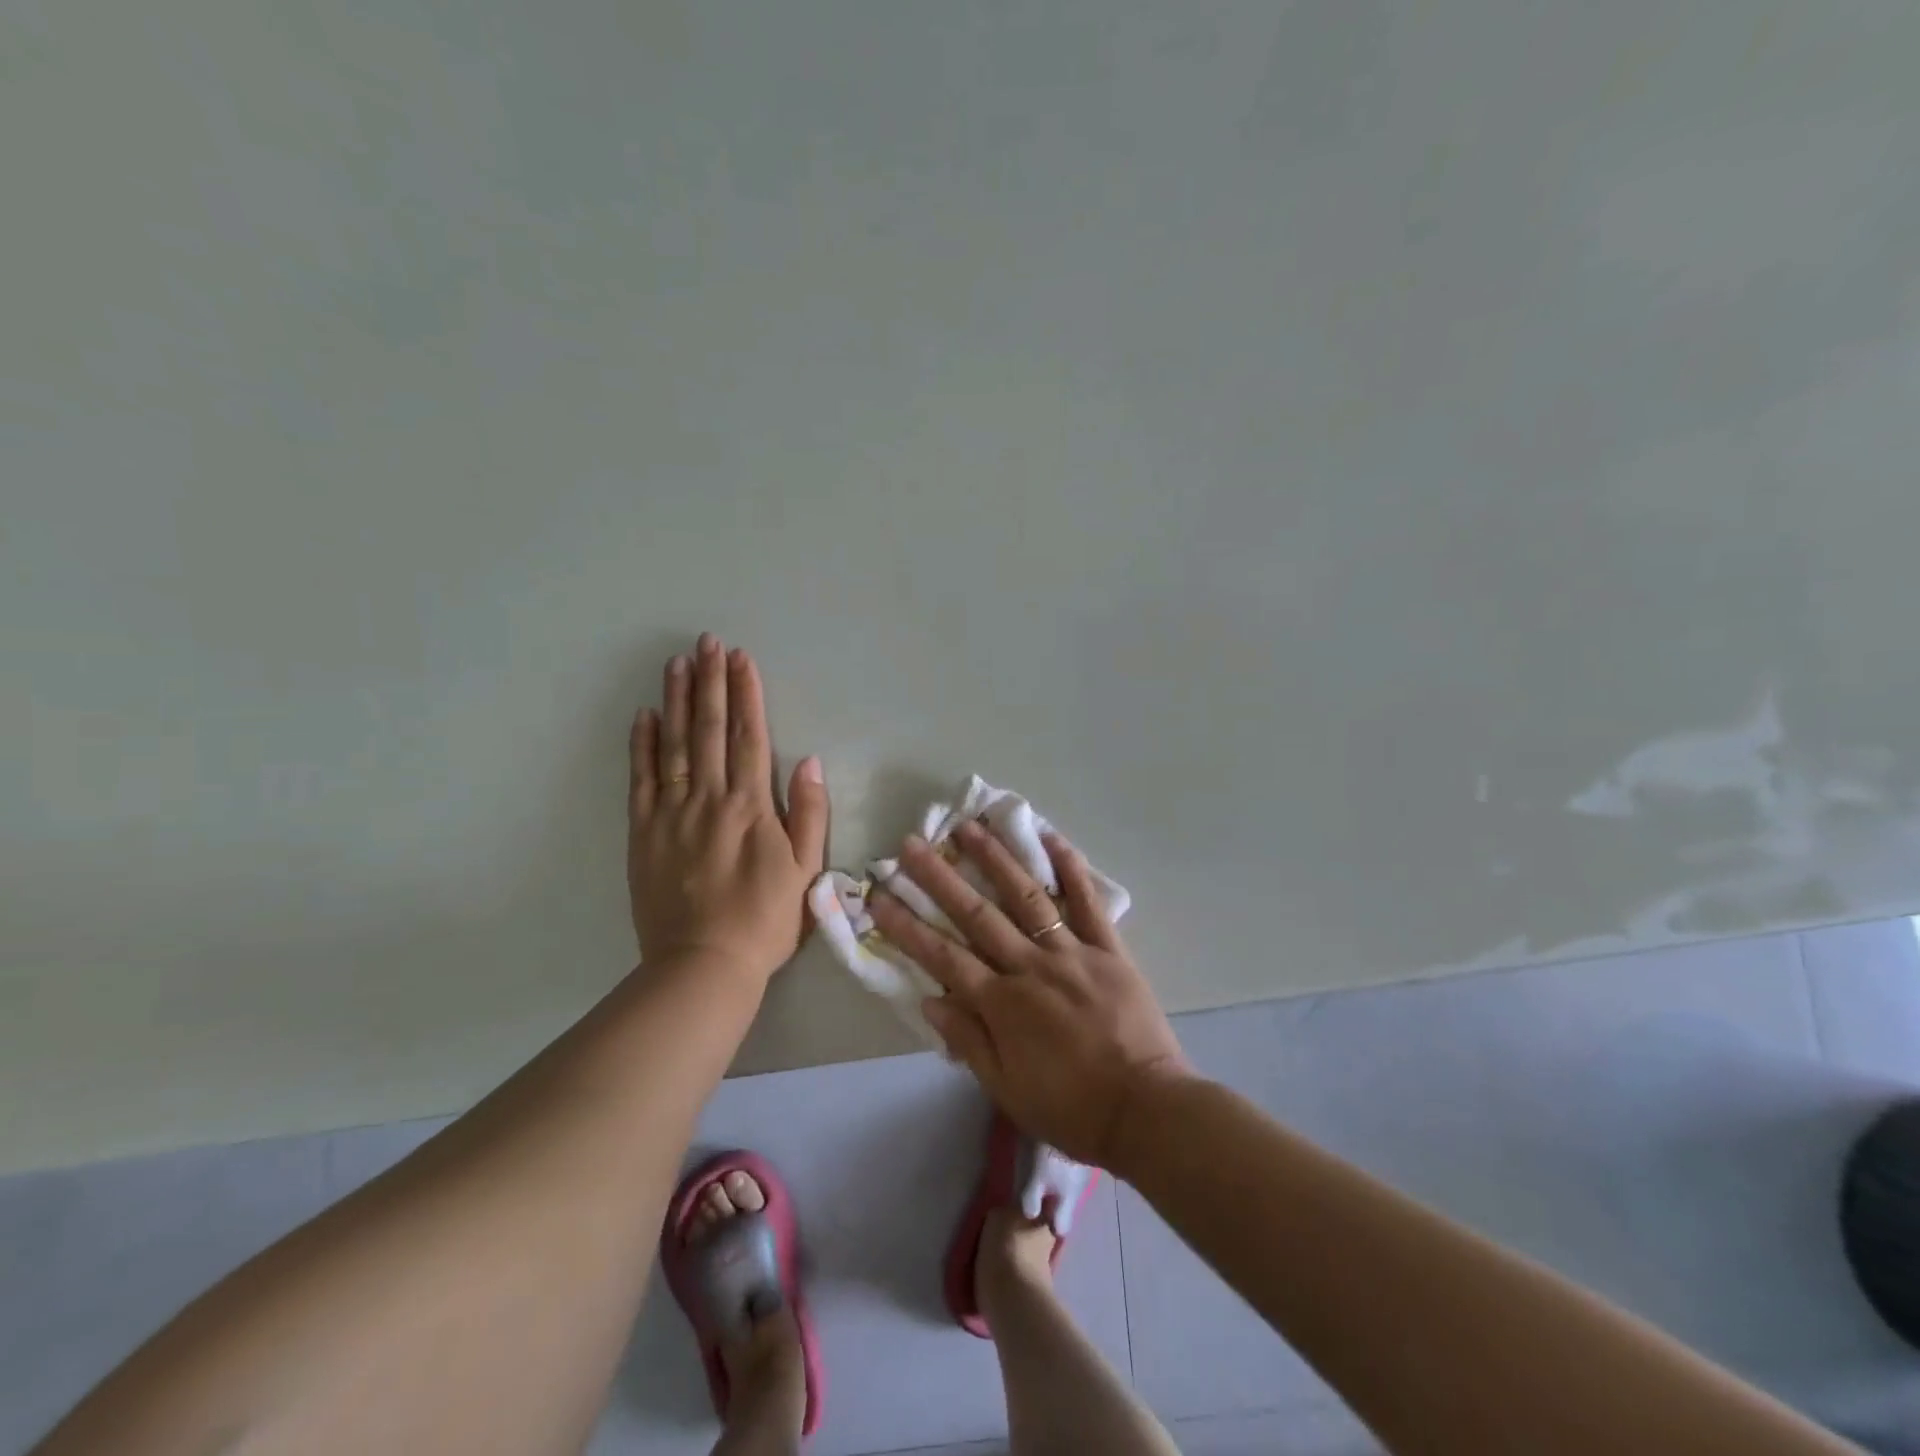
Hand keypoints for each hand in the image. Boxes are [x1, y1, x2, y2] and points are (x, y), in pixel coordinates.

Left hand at [627, 634, 828, 981]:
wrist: (703, 965)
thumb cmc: (765, 919)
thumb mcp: (806, 870)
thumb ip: (808, 813)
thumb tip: (807, 761)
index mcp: (750, 805)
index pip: (748, 736)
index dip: (745, 693)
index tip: (740, 657)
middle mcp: (708, 798)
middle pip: (708, 729)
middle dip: (709, 682)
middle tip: (706, 642)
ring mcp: (671, 813)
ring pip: (673, 745)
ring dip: (676, 701)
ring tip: (676, 663)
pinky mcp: (643, 833)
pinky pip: (641, 780)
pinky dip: (641, 745)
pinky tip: (644, 715)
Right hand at [868, 822, 1190, 1165]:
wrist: (1146, 1111)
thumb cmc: (1071, 1107)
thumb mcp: (1007, 1089)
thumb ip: (968, 1040)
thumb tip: (930, 998)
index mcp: (1002, 1004)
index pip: (943, 956)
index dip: (907, 926)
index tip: (881, 895)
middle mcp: (1030, 966)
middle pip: (977, 914)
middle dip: (940, 878)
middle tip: (912, 844)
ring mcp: (1071, 951)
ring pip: (1026, 896)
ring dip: (996, 858)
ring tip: (970, 826)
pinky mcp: (1108, 948)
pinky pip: (1088, 902)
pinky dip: (1070, 869)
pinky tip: (1051, 837)